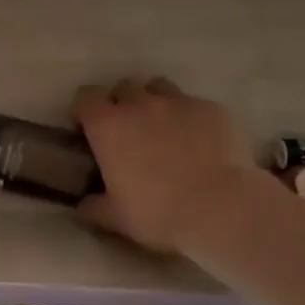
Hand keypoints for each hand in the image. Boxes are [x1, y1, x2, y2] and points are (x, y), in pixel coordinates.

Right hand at [73, 77, 250, 254]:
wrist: (222, 209)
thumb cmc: (159, 213)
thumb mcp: (116, 218)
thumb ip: (93, 207)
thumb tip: (82, 206)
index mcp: (108, 126)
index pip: (86, 96)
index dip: (86, 109)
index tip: (89, 127)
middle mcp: (140, 104)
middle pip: (123, 86)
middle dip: (123, 103)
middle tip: (130, 130)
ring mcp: (178, 102)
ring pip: (159, 87)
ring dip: (155, 102)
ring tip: (164, 128)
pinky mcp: (211, 108)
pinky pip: (194, 105)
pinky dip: (191, 118)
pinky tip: (201, 142)